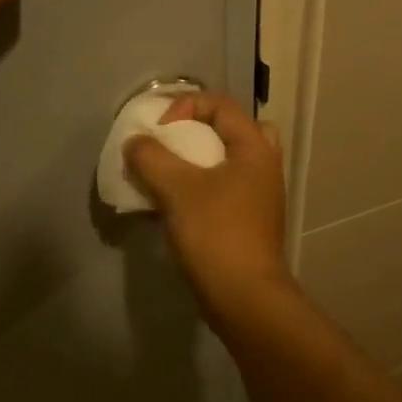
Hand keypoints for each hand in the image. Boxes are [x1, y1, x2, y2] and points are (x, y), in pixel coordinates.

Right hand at [124, 92, 293, 319]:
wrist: (244, 297)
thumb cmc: (215, 233)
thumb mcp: (176, 189)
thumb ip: (151, 158)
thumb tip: (135, 143)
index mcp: (255, 149)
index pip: (221, 105)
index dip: (185, 106)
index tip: (158, 131)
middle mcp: (265, 167)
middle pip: (236, 131)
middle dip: (202, 131)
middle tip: (176, 143)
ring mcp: (261, 198)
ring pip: (231, 164)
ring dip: (200, 162)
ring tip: (171, 174)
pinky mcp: (251, 224)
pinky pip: (226, 191)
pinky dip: (203, 188)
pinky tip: (176, 205)